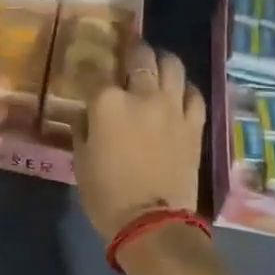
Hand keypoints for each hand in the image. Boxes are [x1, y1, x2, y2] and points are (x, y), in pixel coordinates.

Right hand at [77, 45, 206, 241]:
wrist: (151, 223)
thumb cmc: (106, 194)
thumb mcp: (80, 159)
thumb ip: (83, 128)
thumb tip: (88, 114)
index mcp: (107, 102)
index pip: (97, 73)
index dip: (92, 69)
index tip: (90, 71)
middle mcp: (142, 95)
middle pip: (141, 57)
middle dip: (134, 51)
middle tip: (131, 53)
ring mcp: (172, 108)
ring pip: (173, 66)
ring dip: (163, 60)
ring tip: (157, 63)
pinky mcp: (193, 124)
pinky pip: (194, 94)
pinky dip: (185, 88)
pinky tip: (179, 91)